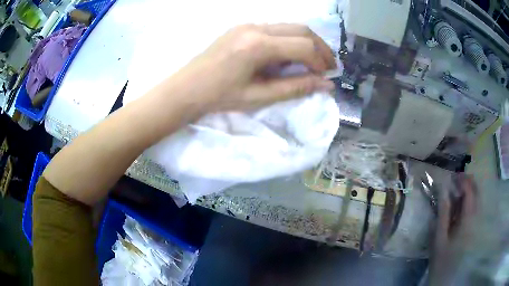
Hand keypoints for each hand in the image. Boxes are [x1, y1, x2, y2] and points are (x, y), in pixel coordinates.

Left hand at [162, 24, 336, 114]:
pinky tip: (291, 56)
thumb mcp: (259, 97)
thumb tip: (326, 85)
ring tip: (314, 61)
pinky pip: (276, 29)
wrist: (186, 88)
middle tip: (328, 66)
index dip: (321, 62)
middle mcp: (255, 28)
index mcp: (258, 45)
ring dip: (306, 42)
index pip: (304, 46)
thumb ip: (295, 87)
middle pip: (301, 29)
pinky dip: (290, 40)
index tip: (328, 76)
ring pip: (290, 26)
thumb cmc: (219, 97)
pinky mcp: (243, 27)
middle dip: (320, 48)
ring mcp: (248, 25)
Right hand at [429, 174, 478, 283]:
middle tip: (455, 180)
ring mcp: (476, 222)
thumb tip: (443, 188)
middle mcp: (475, 217)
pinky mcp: (474, 227)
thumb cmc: (441, 258)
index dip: (462, 180)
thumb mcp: (439, 237)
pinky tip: (460, 204)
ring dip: (468, 189)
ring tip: (457, 189)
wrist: (446, 277)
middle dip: (467, 181)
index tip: (451, 176)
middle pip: (476, 191)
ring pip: (477, 197)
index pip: (469, 191)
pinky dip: (469, 199)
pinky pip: (475, 206)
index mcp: (467, 219)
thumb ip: (443, 212)